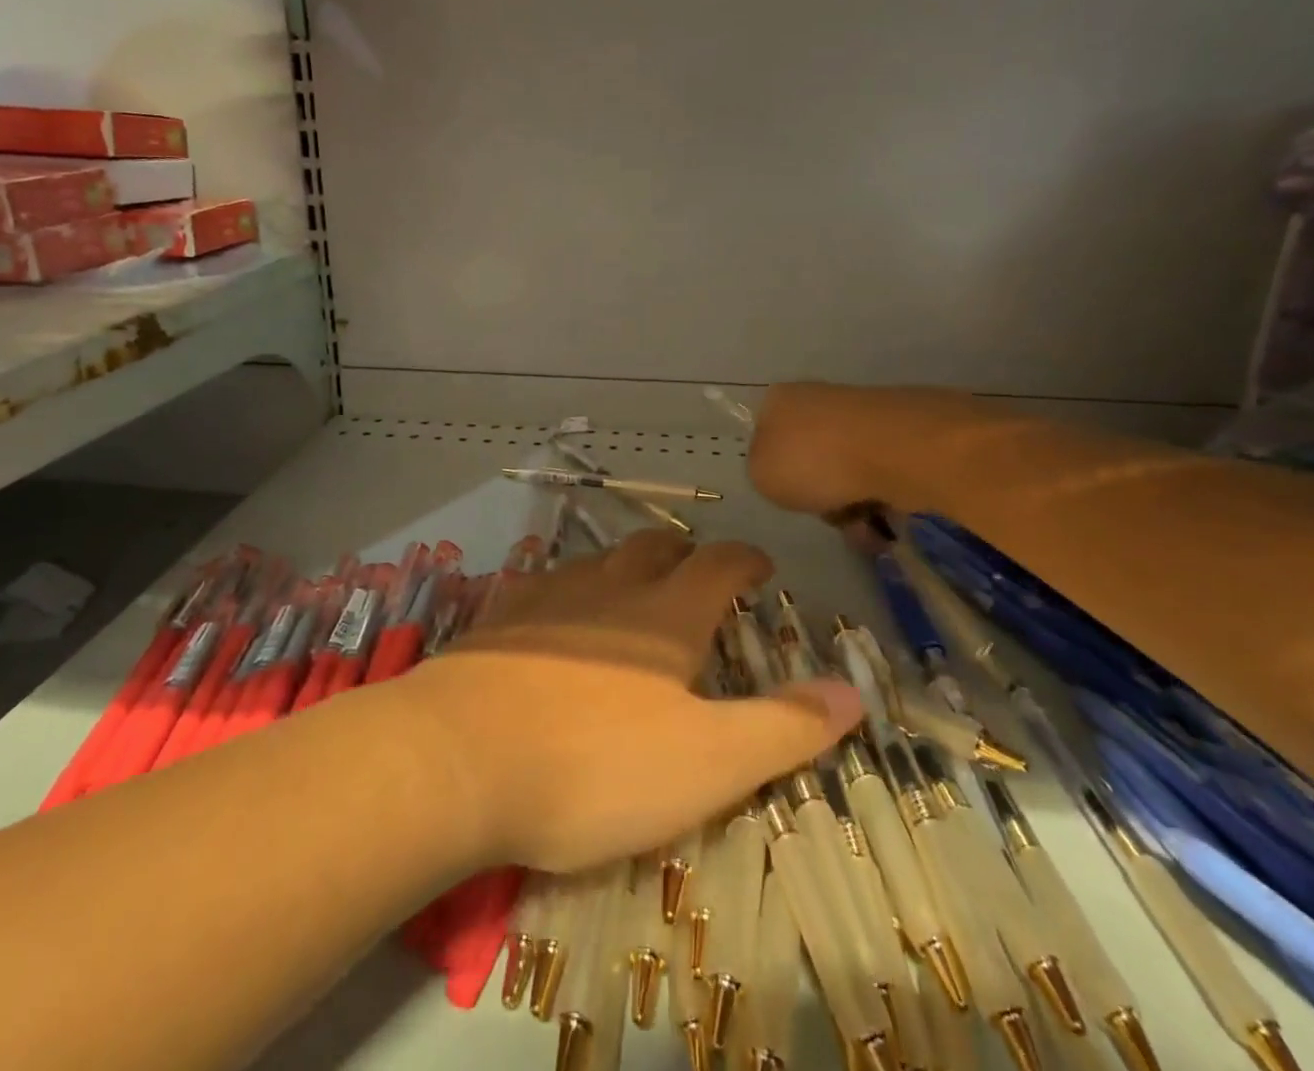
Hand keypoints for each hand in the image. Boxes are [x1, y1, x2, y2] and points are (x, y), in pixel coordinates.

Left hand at [400, 531, 860, 872]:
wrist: (458, 760)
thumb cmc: (596, 765)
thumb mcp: (708, 762)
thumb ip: (784, 726)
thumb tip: (854, 692)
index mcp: (666, 614)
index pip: (720, 563)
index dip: (747, 559)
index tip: (761, 568)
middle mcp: (610, 586)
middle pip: (657, 548)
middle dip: (686, 554)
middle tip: (698, 575)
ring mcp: (548, 595)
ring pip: (600, 559)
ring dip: (627, 566)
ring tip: (635, 590)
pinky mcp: (499, 615)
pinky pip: (545, 581)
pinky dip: (569, 588)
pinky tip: (557, 611)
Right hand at [749, 382, 997, 539]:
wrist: (894, 450)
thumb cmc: (813, 460)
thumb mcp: (761, 476)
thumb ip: (764, 473)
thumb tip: (785, 473)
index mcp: (779, 400)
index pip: (767, 437)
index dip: (777, 473)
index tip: (789, 495)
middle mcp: (819, 398)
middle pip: (811, 459)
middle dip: (820, 493)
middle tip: (828, 514)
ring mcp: (863, 414)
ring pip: (847, 470)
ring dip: (852, 503)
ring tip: (863, 526)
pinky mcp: (902, 433)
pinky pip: (882, 474)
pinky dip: (882, 498)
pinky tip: (887, 517)